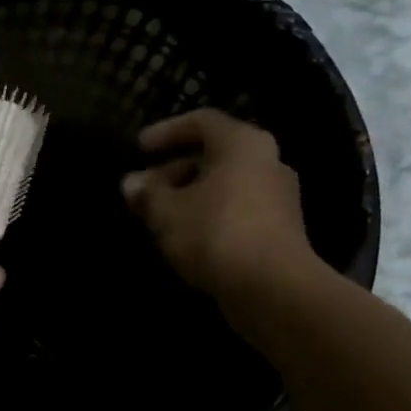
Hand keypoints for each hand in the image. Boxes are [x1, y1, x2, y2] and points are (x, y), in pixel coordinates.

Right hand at [121, 110, 325, 314]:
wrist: (272, 289)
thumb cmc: (215, 233)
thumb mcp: (167, 211)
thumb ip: (147, 193)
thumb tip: (131, 184)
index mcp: (242, 144)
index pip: (201, 121)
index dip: (166, 131)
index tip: (139, 148)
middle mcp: (266, 161)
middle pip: (212, 155)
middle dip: (171, 171)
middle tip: (141, 190)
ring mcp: (277, 197)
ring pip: (223, 185)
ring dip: (187, 196)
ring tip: (156, 216)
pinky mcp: (279, 229)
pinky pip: (235, 209)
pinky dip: (207, 215)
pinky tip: (183, 237)